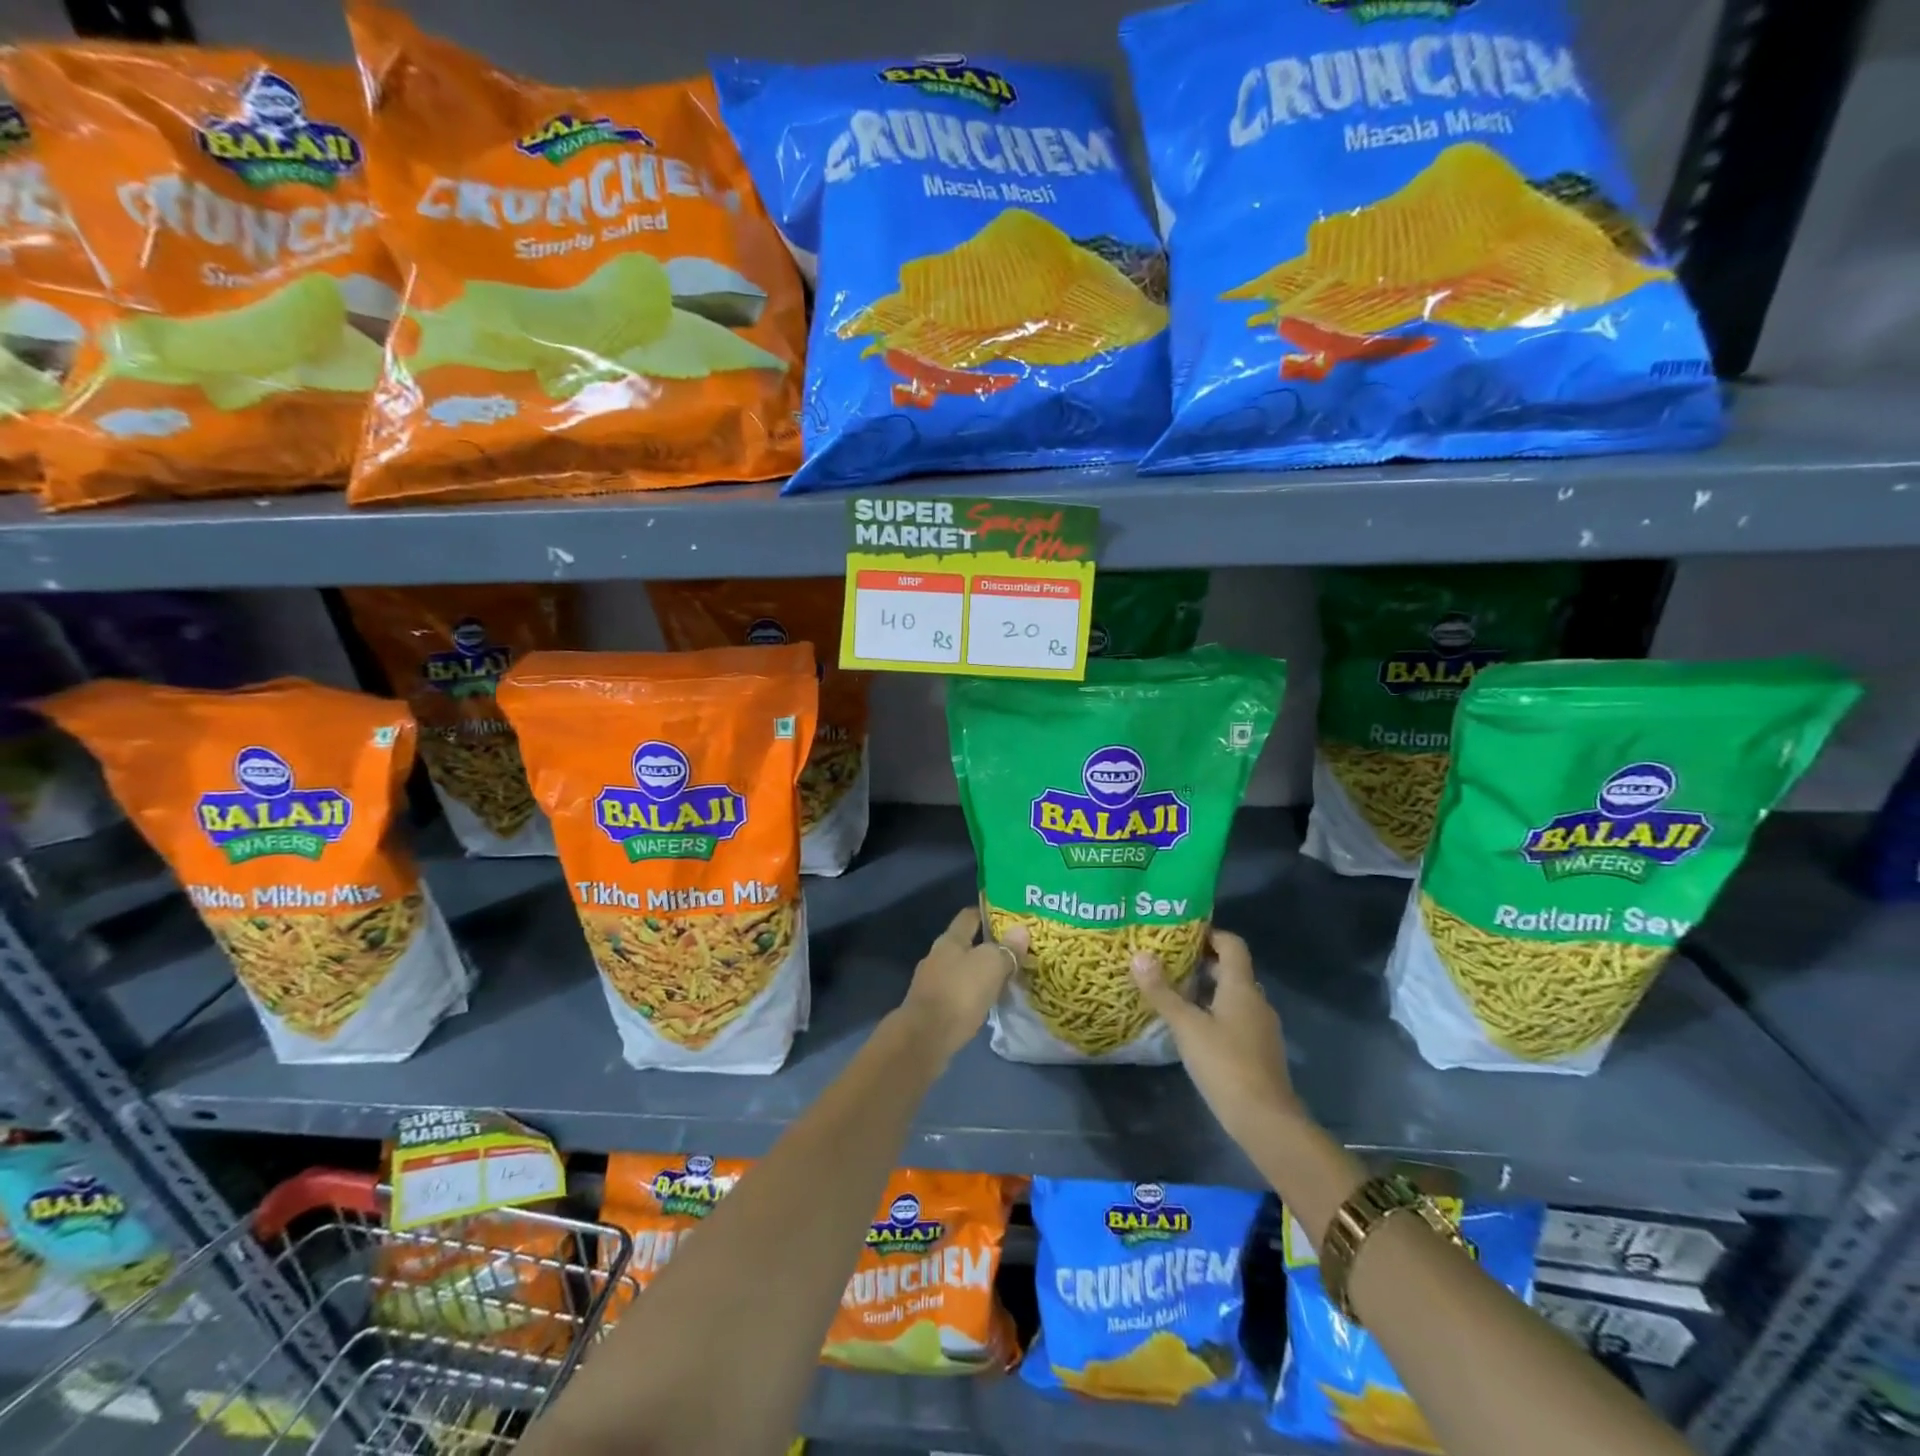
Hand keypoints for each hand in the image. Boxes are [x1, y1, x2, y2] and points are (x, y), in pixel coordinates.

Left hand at [897, 907, 1027, 1065]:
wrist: (924, 1039)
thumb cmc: (959, 993)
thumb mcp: (990, 966)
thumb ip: (1005, 949)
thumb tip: (1021, 929)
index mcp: (950, 940)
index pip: (969, 916)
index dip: (987, 913)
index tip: (1008, 917)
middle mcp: (937, 956)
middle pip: (965, 944)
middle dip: (987, 947)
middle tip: (1014, 952)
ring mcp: (932, 983)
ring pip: (961, 971)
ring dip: (980, 974)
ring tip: (1004, 980)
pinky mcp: (932, 1008)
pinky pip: (957, 994)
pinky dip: (972, 995)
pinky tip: (986, 1004)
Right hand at [1132, 930, 1299, 1149]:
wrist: (1265, 1119)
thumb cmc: (1225, 1063)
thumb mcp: (1186, 1026)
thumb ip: (1162, 992)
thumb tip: (1139, 955)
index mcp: (1241, 987)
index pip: (1232, 944)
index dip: (1209, 933)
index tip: (1180, 934)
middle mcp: (1255, 1000)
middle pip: (1230, 969)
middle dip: (1200, 962)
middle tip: (1167, 961)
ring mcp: (1260, 1027)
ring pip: (1232, 995)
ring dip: (1206, 989)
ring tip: (1172, 991)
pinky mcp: (1258, 1050)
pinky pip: (1235, 1017)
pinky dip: (1214, 1012)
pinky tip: (1190, 1027)